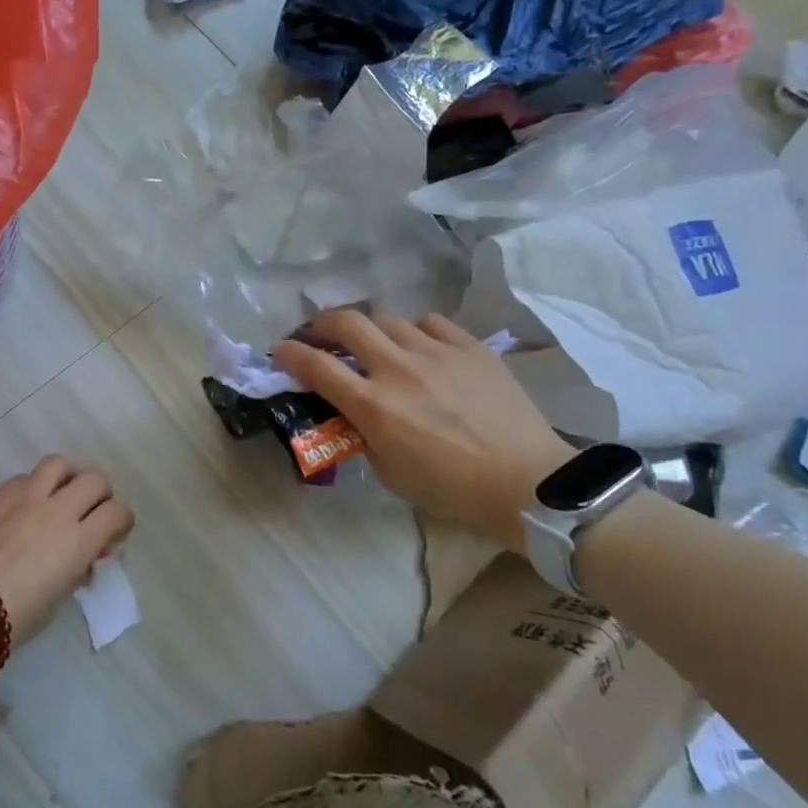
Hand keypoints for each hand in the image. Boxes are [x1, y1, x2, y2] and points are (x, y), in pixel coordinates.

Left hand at [0, 456, 135, 669]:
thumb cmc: (11, 618)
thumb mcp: (56, 600)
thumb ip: (75, 570)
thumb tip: (83, 558)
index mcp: (78, 541)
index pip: (117, 512)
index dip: (121, 521)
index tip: (112, 535)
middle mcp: (57, 510)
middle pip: (94, 479)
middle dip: (100, 494)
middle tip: (89, 511)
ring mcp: (24, 497)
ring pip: (58, 464)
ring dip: (66, 478)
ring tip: (58, 495)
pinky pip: (23, 478)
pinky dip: (32, 488)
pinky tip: (22, 508)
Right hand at [271, 309, 569, 550]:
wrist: (526, 481)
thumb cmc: (451, 488)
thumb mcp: (389, 472)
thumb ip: (363, 434)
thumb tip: (352, 411)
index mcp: (374, 405)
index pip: (316, 365)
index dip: (290, 353)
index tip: (280, 351)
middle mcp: (398, 369)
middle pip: (347, 322)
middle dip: (322, 324)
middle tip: (321, 336)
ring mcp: (436, 352)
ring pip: (388, 319)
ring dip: (372, 331)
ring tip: (378, 347)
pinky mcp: (470, 346)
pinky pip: (431, 323)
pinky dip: (416, 332)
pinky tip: (421, 347)